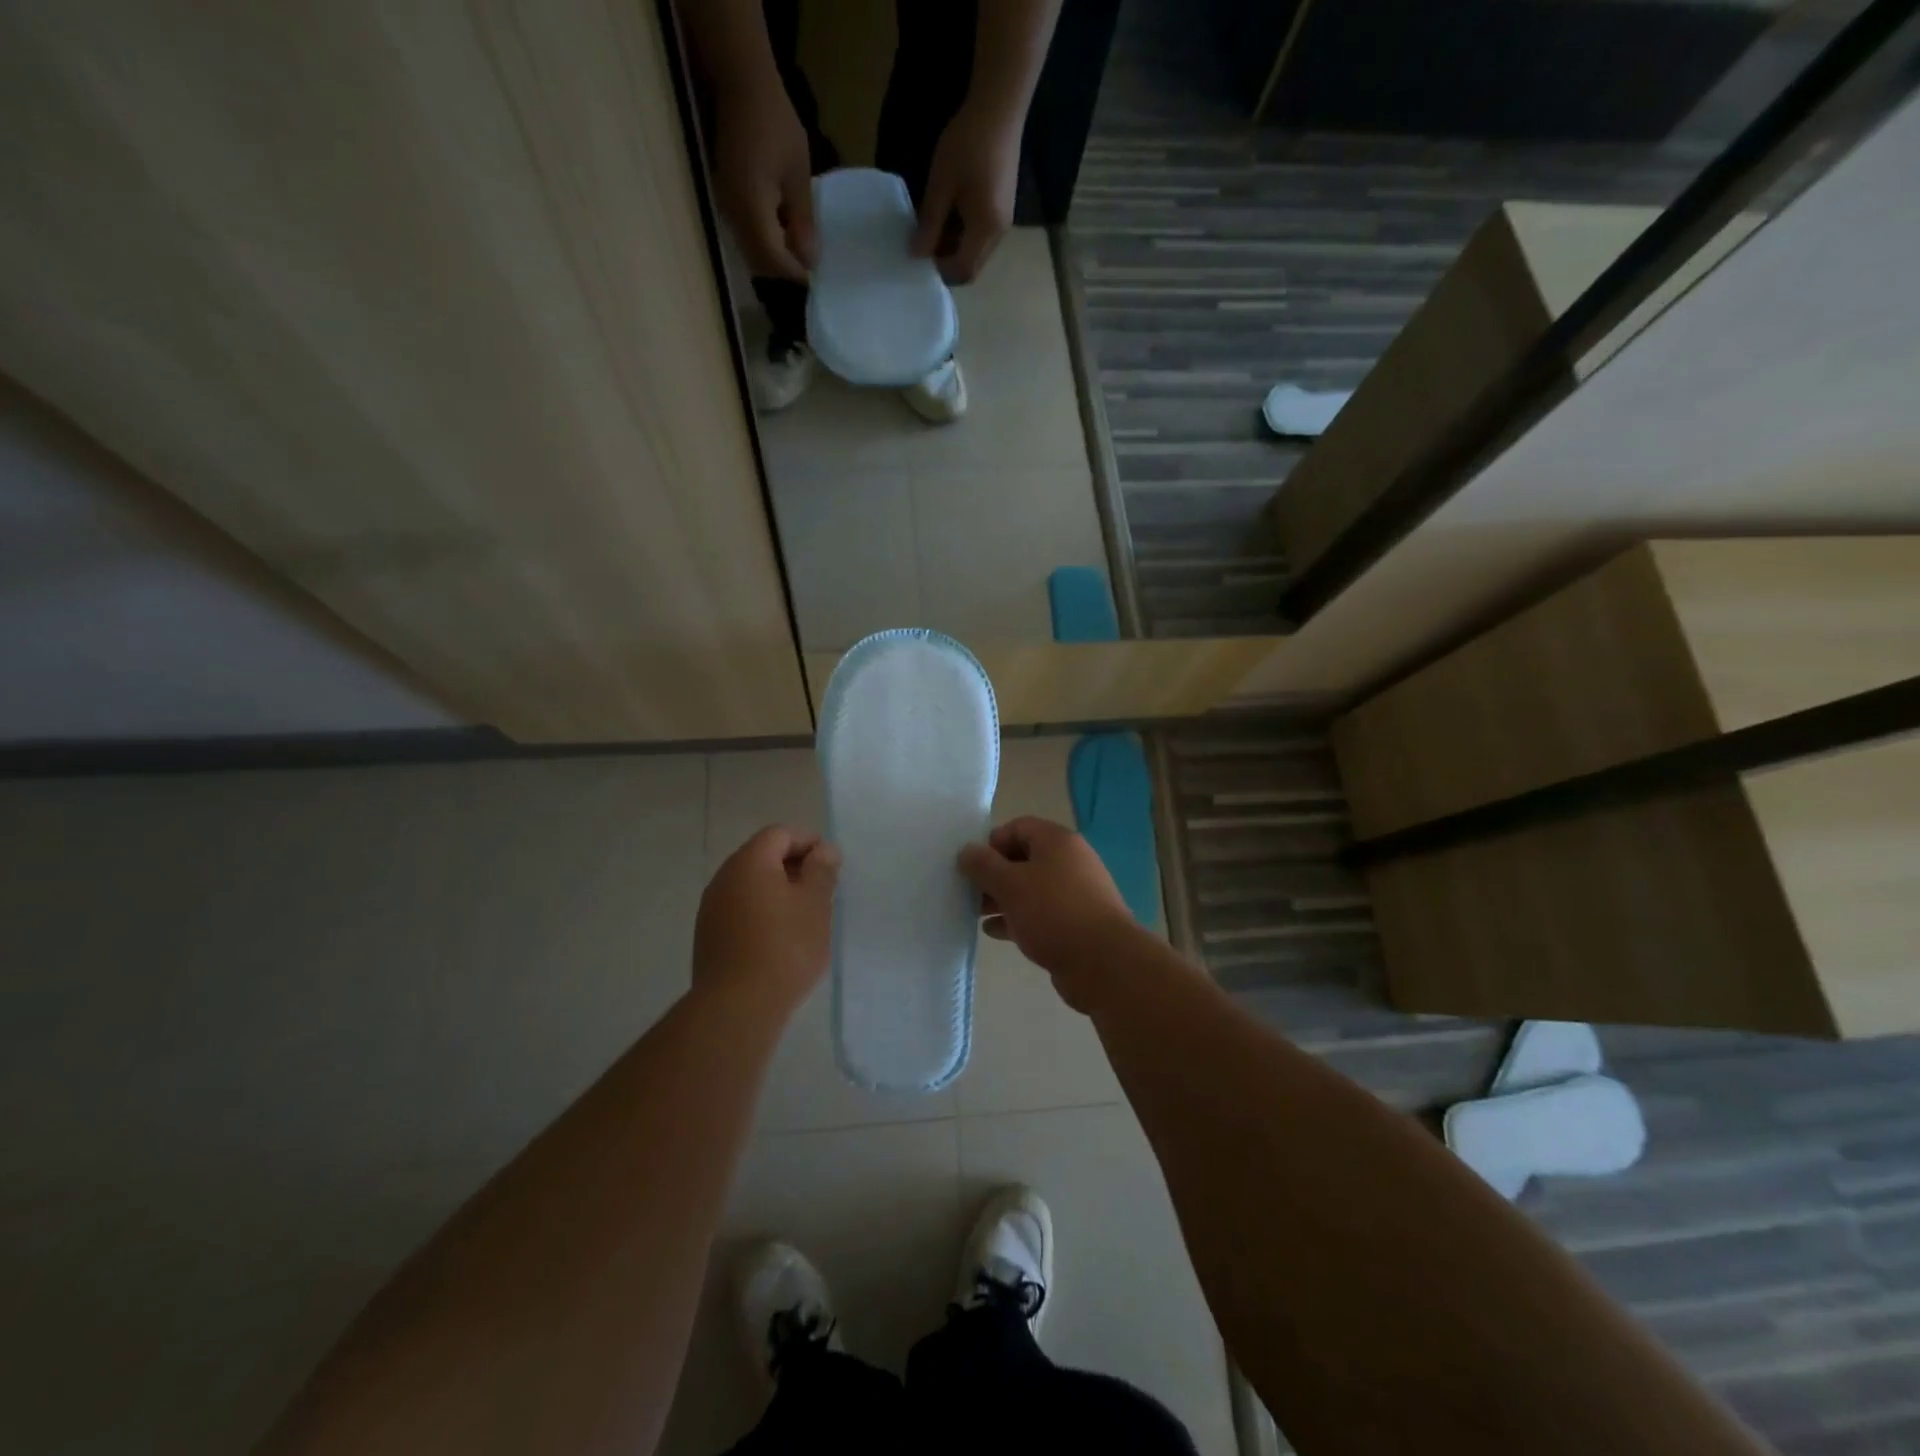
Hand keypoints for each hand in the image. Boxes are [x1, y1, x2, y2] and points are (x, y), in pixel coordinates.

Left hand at [695, 826, 838, 1014]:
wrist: (737, 1006)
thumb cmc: (785, 947)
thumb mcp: (815, 904)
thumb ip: (821, 870)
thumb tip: (823, 850)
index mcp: (749, 862)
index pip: (780, 833)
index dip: (808, 841)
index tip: (831, 865)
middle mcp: (724, 878)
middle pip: (762, 856)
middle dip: (794, 866)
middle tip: (822, 890)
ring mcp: (711, 908)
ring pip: (750, 885)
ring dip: (778, 890)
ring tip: (805, 915)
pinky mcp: (708, 936)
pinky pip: (740, 909)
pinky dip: (762, 911)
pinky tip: (780, 938)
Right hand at [712, 87, 816, 280]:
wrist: (739, 84)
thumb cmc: (774, 122)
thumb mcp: (798, 174)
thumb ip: (802, 220)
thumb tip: (809, 261)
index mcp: (752, 209)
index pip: (773, 261)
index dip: (794, 278)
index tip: (814, 288)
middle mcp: (734, 216)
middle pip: (759, 265)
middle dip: (784, 278)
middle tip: (810, 284)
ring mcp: (726, 210)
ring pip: (752, 255)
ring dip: (775, 265)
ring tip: (800, 267)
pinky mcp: (726, 202)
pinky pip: (747, 238)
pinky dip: (767, 247)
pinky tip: (785, 243)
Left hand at [911, 98, 1022, 283]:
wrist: (999, 107)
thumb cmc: (968, 143)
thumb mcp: (942, 184)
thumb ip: (930, 223)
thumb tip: (916, 254)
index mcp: (985, 230)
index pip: (963, 270)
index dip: (941, 272)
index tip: (919, 260)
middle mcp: (998, 233)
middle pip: (972, 266)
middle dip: (947, 263)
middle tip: (923, 247)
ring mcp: (1003, 222)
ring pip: (975, 252)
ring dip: (954, 249)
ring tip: (931, 230)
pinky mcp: (1002, 209)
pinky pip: (980, 236)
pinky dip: (963, 235)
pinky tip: (948, 216)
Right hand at [958, 817, 1136, 1011]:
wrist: (1103, 962)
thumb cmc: (1053, 912)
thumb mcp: (1010, 884)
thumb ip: (983, 865)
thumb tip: (967, 850)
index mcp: (1057, 841)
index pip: (1018, 827)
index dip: (991, 843)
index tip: (972, 866)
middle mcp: (1069, 861)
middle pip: (1023, 858)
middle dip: (994, 874)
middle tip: (968, 893)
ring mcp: (1075, 893)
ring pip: (1031, 888)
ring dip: (1003, 898)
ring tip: (976, 914)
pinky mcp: (1075, 922)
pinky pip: (1040, 913)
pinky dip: (1018, 918)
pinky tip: (995, 933)